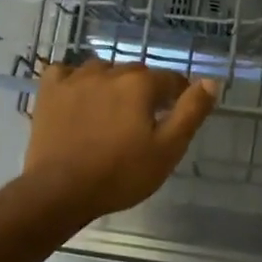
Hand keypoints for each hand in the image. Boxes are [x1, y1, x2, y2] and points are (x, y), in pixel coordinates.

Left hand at [21, 60, 218, 223]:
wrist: (60, 190)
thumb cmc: (120, 174)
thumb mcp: (168, 149)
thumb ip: (191, 112)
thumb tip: (211, 82)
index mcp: (140, 84)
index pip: (170, 80)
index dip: (178, 96)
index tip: (176, 115)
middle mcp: (109, 72)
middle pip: (137, 74)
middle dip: (146, 91)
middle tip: (144, 122)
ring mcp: (75, 79)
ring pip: (103, 70)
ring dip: (112, 84)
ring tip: (112, 111)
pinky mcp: (50, 92)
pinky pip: (66, 73)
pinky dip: (75, 80)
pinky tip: (78, 97)